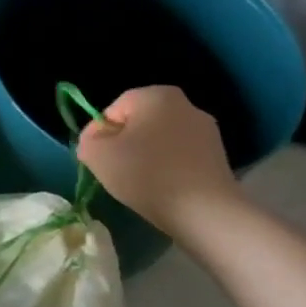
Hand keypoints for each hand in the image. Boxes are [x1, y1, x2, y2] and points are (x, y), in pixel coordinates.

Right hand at [76, 85, 243, 239]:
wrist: (205, 211)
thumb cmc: (147, 174)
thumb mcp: (98, 155)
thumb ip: (87, 141)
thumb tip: (95, 141)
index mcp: (156, 95)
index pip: (113, 110)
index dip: (99, 135)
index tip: (96, 160)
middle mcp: (185, 104)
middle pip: (138, 123)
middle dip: (124, 145)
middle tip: (115, 171)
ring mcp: (206, 130)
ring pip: (159, 140)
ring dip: (146, 157)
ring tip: (140, 184)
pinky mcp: (218, 155)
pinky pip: (179, 156)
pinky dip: (167, 169)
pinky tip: (163, 189)